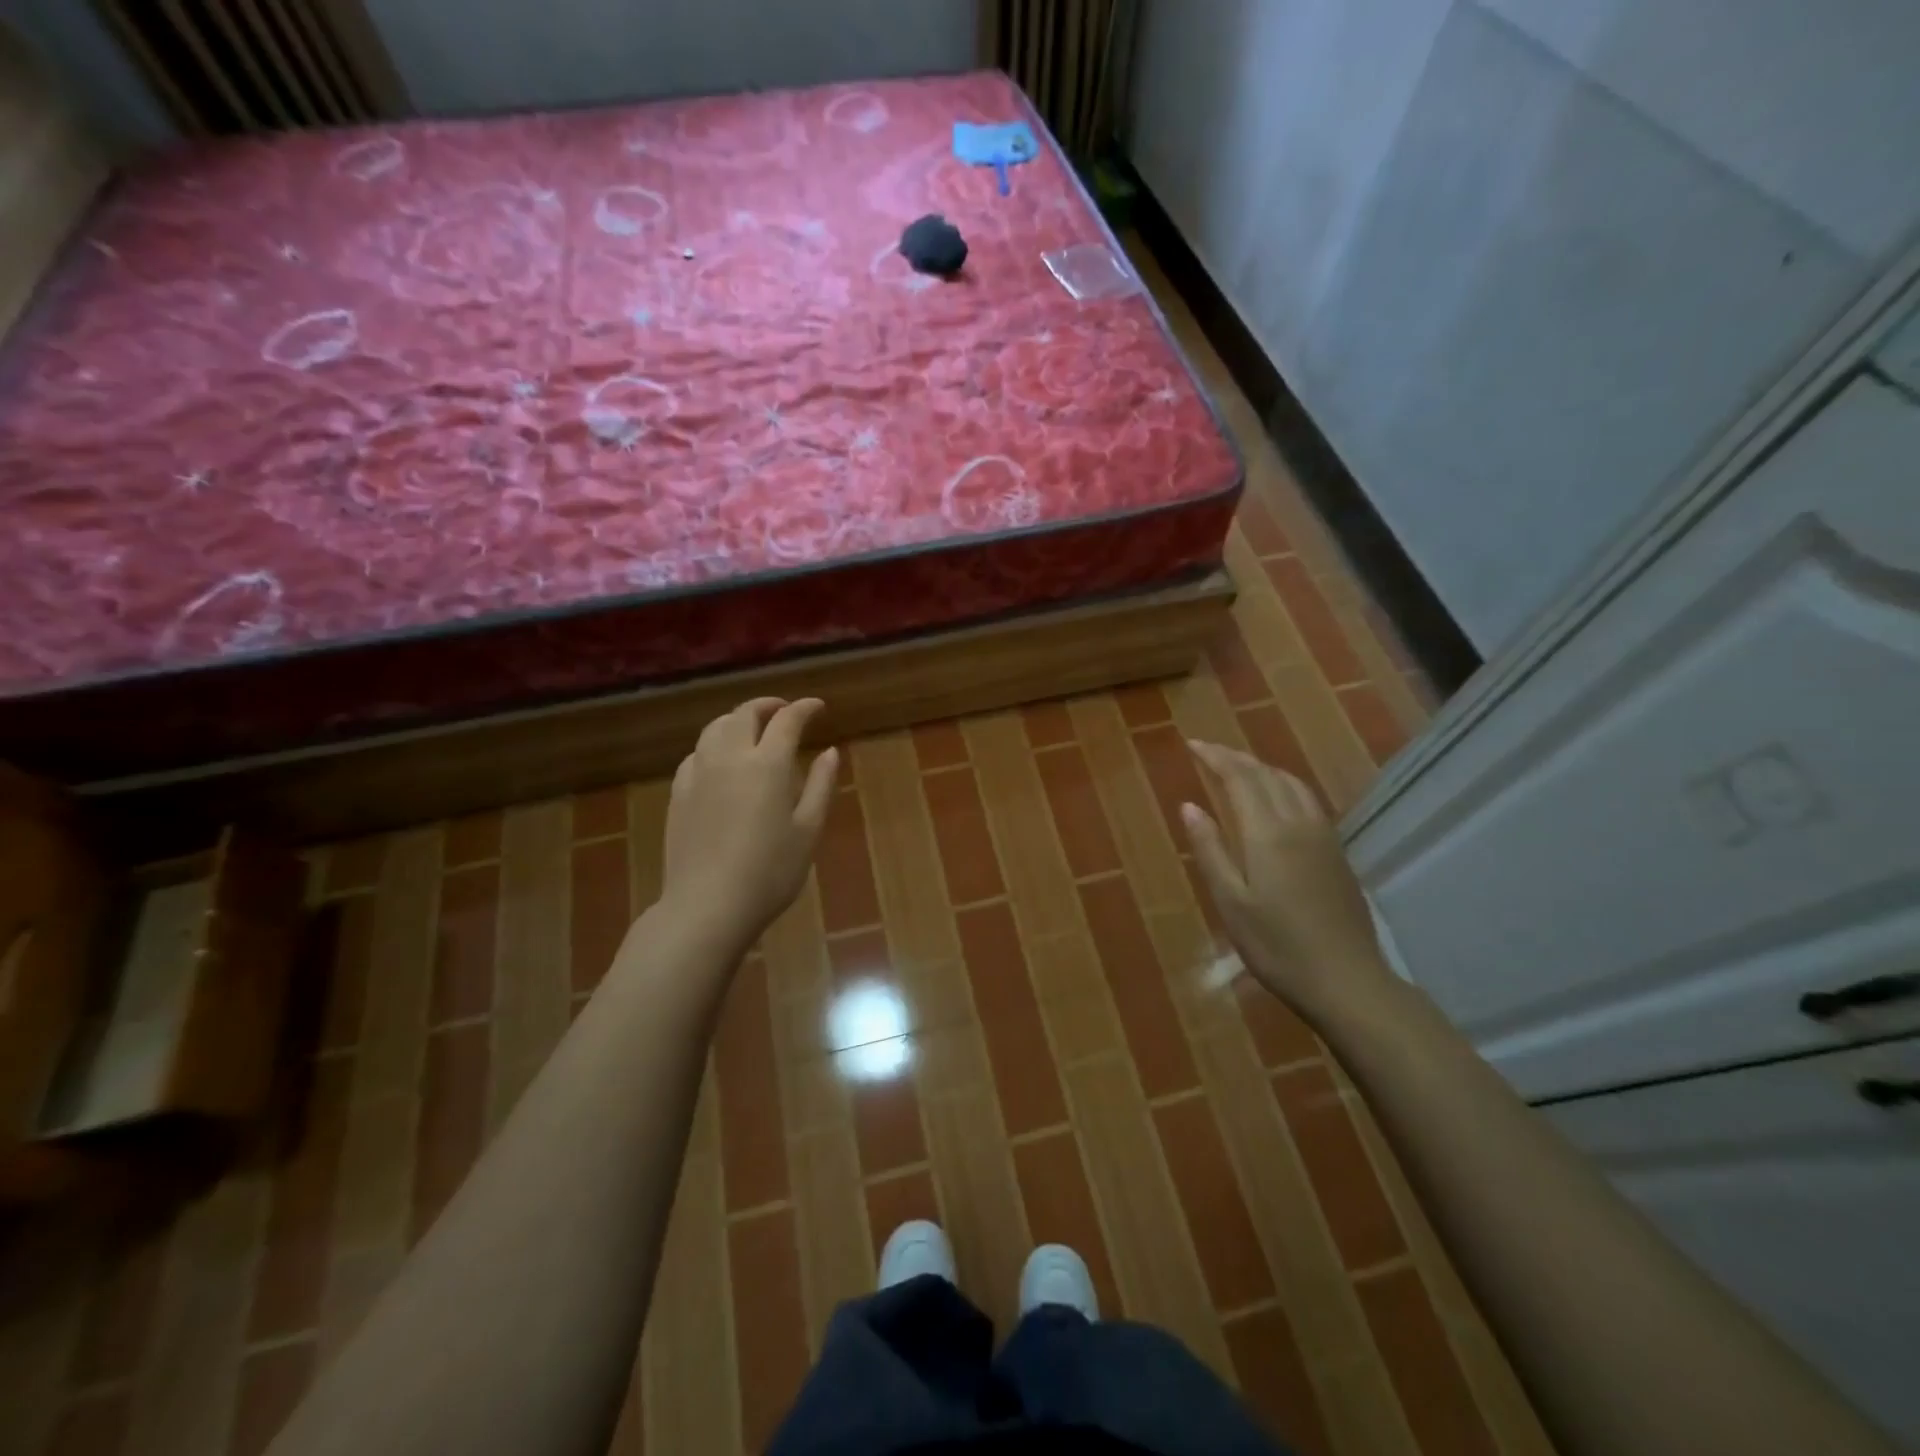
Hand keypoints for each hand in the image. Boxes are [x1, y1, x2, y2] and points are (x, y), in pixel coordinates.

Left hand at [660, 697, 838, 951]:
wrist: (707, 906)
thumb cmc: (770, 872)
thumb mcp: (808, 830)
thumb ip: (820, 785)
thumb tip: (831, 751)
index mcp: (767, 764)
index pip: (787, 720)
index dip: (805, 708)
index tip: (818, 707)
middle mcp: (730, 757)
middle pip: (745, 714)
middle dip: (768, 705)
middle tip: (785, 711)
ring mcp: (698, 773)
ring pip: (715, 728)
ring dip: (737, 719)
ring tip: (752, 728)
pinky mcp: (678, 793)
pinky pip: (696, 753)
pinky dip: (714, 744)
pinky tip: (721, 760)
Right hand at [1180, 740, 1396, 1025]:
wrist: (1346, 980)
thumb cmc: (1276, 946)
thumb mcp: (1231, 901)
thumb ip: (1210, 849)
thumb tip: (1189, 806)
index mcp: (1268, 833)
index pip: (1240, 778)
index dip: (1215, 757)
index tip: (1191, 744)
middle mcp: (1298, 823)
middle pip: (1267, 774)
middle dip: (1235, 757)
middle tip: (1207, 751)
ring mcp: (1323, 836)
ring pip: (1291, 783)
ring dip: (1262, 767)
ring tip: (1238, 768)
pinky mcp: (1336, 852)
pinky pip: (1307, 800)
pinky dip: (1283, 784)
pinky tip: (1276, 798)